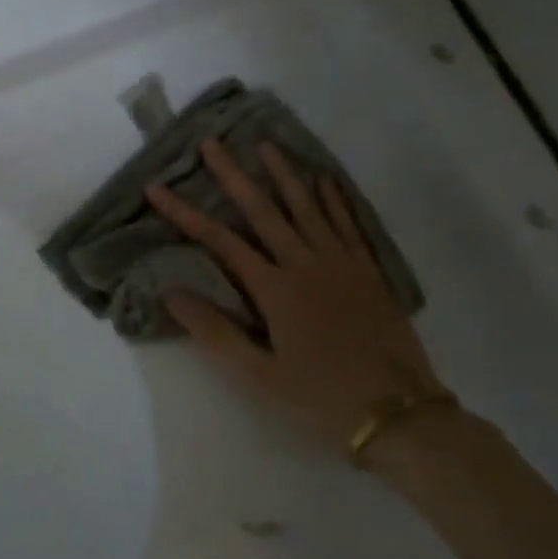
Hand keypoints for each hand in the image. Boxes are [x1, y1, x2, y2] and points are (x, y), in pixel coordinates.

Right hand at [145, 139, 444, 451]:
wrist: (401, 416)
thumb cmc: (321, 399)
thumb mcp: (259, 375)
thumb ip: (215, 331)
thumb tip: (171, 292)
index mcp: (276, 289)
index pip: (220, 240)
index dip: (185, 212)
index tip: (157, 187)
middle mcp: (306, 264)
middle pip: (263, 210)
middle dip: (234, 175)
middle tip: (212, 142)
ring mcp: (342, 264)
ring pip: (308, 207)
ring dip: (284, 173)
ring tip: (266, 144)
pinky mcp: (369, 272)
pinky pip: (349, 223)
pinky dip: (335, 198)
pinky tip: (324, 179)